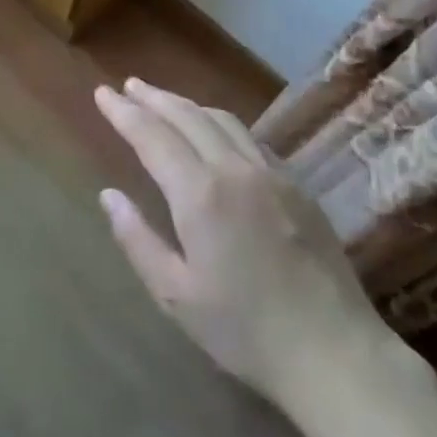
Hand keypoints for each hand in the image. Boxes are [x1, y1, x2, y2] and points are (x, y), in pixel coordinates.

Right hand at [94, 79, 395, 403]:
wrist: (334, 351)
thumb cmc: (244, 330)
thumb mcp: (175, 296)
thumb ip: (137, 239)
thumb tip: (108, 195)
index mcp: (200, 194)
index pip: (152, 136)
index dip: (124, 112)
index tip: (102, 93)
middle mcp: (235, 169)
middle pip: (188, 116)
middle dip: (153, 98)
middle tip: (128, 85)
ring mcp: (272, 173)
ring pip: (222, 120)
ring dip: (188, 105)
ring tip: (164, 100)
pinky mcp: (297, 185)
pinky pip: (251, 138)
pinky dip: (221, 124)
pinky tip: (215, 132)